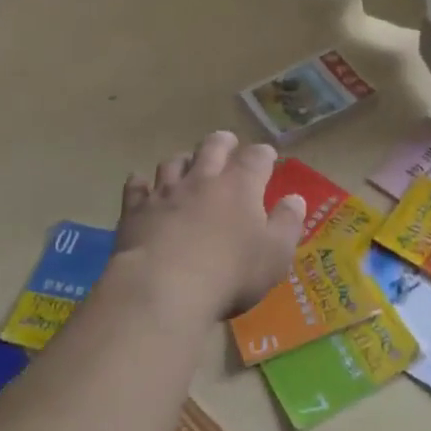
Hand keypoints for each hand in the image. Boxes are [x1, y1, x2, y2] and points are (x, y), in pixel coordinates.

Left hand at [115, 131, 306, 319]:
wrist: (163, 288)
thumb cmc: (230, 274)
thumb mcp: (275, 255)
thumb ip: (287, 224)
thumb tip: (295, 199)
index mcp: (240, 186)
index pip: (256, 157)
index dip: (264, 155)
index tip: (267, 157)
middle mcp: (202, 179)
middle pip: (213, 146)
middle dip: (223, 142)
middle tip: (228, 144)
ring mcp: (165, 191)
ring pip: (174, 162)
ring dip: (184, 159)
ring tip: (188, 163)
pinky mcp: (135, 209)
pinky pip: (136, 186)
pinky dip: (141, 182)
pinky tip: (141, 183)